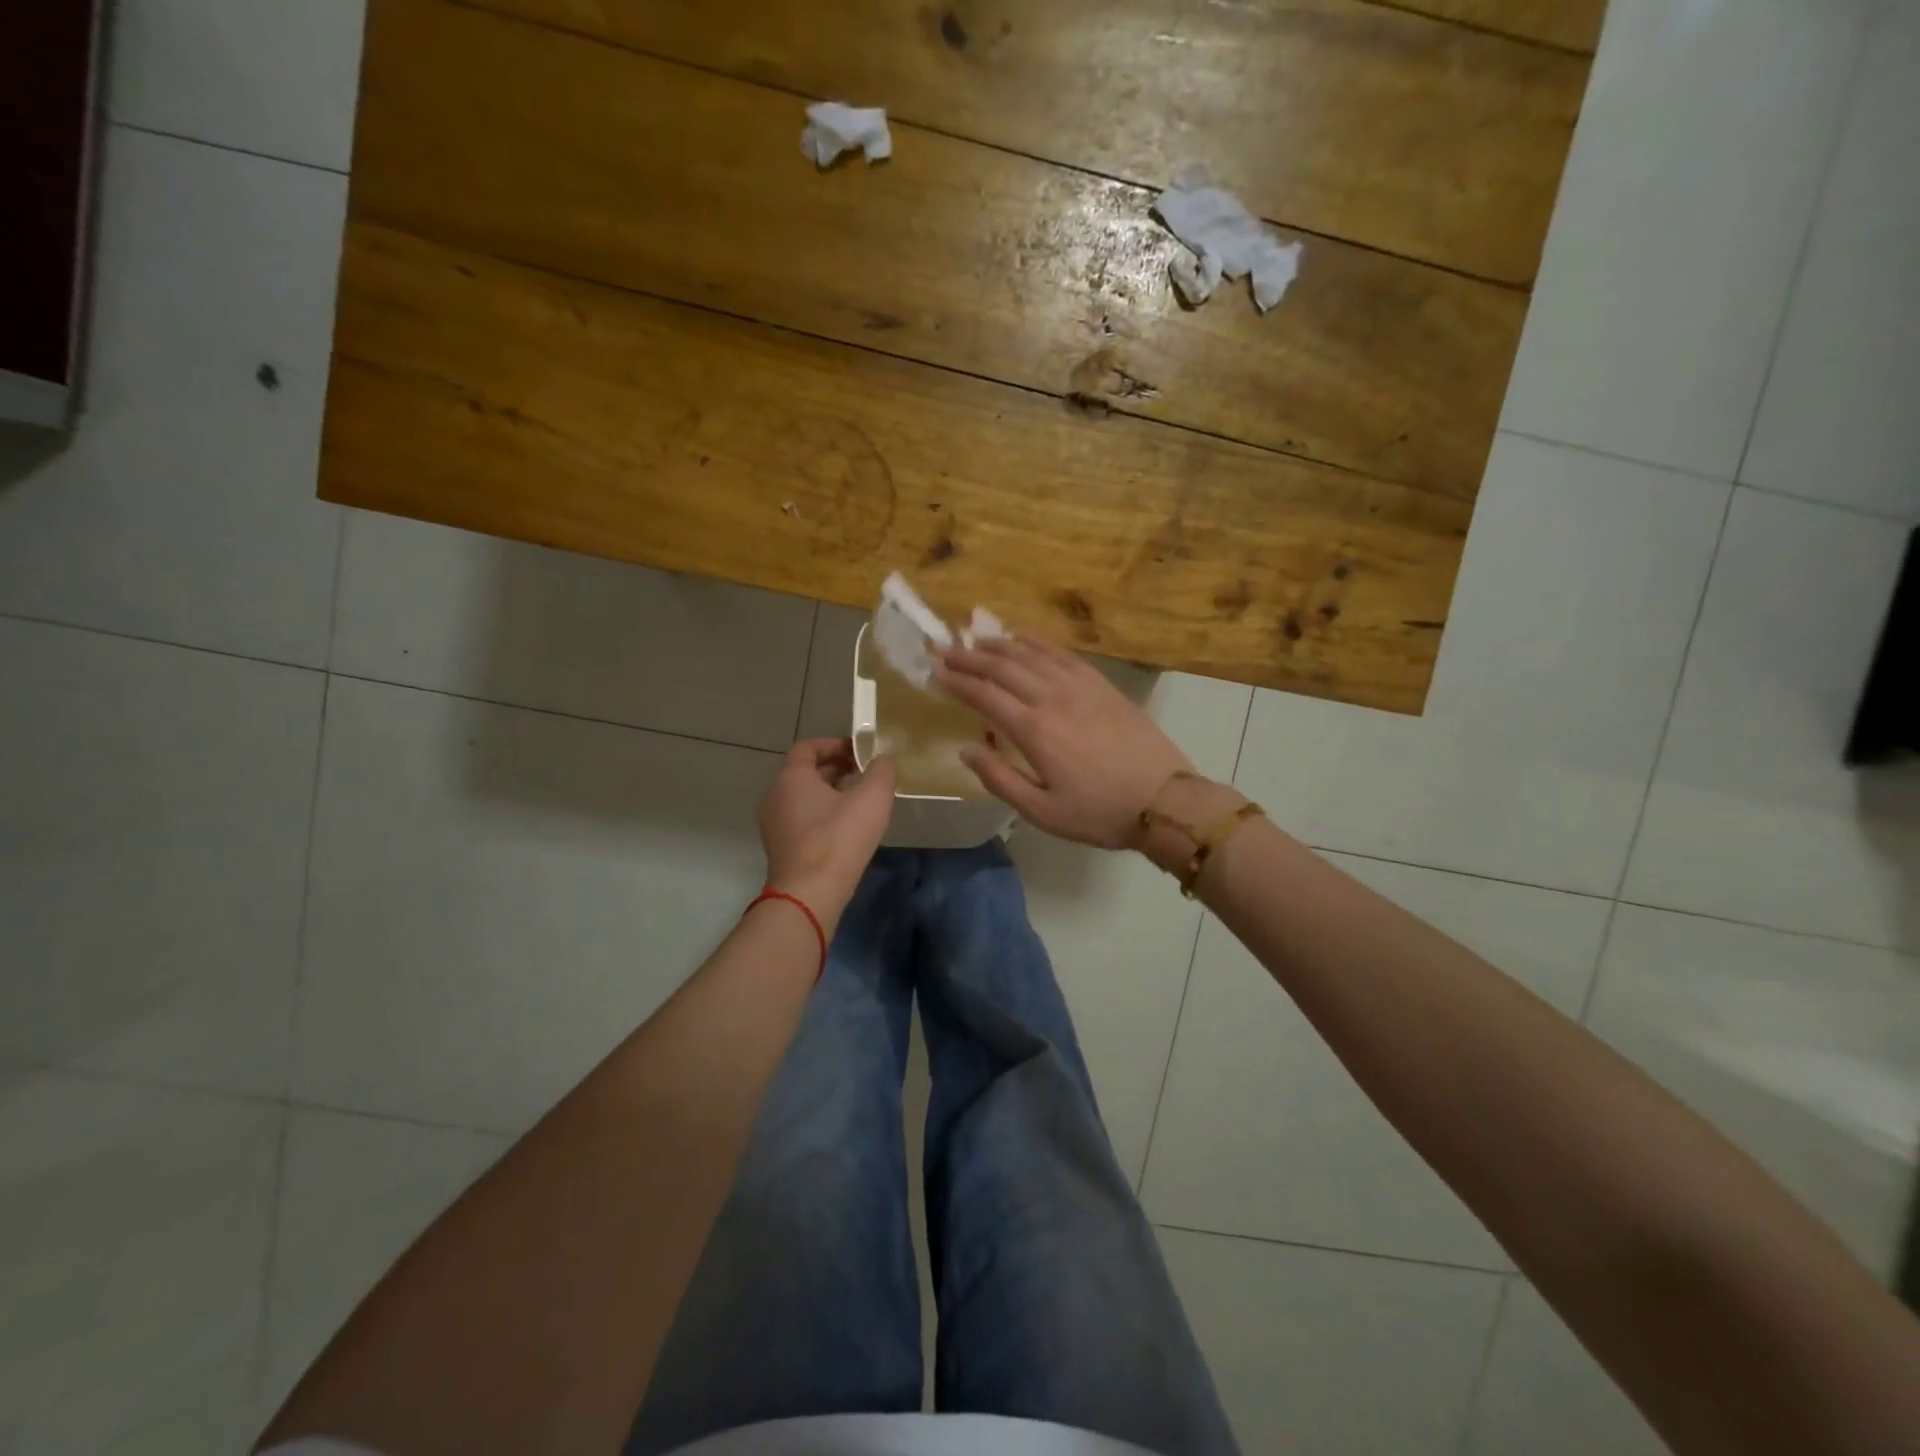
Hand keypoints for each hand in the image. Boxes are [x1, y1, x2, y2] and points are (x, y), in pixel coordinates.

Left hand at [758, 738, 895, 923]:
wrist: (810, 893)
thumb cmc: (839, 838)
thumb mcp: (872, 798)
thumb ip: (882, 772)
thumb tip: (883, 760)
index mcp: (792, 777)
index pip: (808, 747)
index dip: (835, 744)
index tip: (859, 752)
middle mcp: (775, 796)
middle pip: (804, 772)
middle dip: (835, 769)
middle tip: (864, 774)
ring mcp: (773, 824)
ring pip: (802, 798)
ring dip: (829, 793)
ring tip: (859, 801)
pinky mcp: (779, 848)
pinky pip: (800, 820)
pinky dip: (821, 815)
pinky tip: (845, 829)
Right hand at [934, 637, 1194, 848]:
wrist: (1164, 801)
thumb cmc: (1098, 812)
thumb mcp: (1042, 811)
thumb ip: (1000, 779)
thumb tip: (967, 750)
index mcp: (1034, 730)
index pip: (984, 695)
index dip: (956, 681)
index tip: (933, 672)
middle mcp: (1053, 698)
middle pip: (1004, 667)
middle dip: (970, 657)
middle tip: (945, 650)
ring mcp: (1081, 687)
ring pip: (1032, 654)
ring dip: (1001, 644)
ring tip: (977, 639)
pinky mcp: (1102, 685)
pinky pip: (1064, 654)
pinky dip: (1039, 642)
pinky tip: (1026, 639)